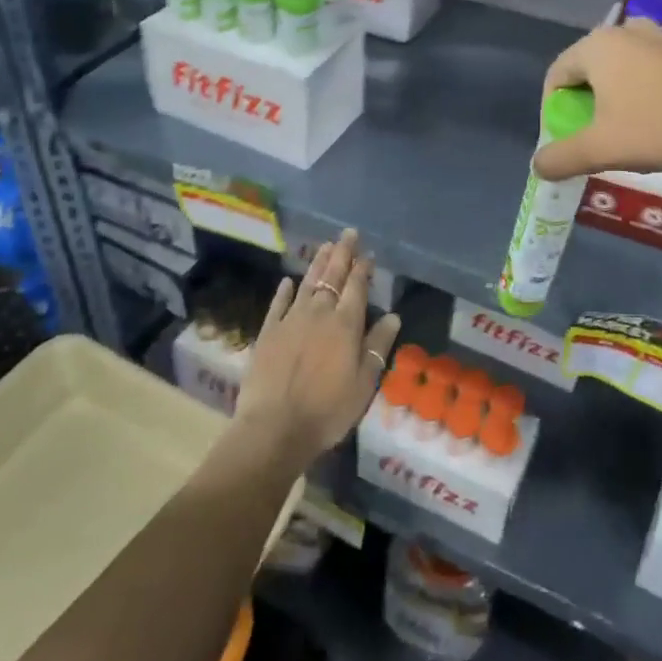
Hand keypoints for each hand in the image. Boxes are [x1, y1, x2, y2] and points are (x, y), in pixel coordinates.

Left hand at [233, 230, 400, 471]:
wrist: (275, 427)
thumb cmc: (327, 410)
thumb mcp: (363, 383)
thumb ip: (377, 346)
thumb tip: (393, 316)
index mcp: (345, 325)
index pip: (356, 288)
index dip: (363, 268)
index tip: (368, 253)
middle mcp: (318, 313)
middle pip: (332, 277)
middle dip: (342, 254)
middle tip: (348, 233)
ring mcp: (290, 320)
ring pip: (307, 284)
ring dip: (318, 264)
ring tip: (326, 246)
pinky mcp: (268, 332)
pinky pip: (278, 304)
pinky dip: (284, 291)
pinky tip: (288, 281)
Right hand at [533, 22, 661, 228]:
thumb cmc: (658, 130)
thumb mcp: (600, 150)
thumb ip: (560, 157)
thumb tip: (538, 166)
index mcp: (597, 46)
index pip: (556, 74)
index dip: (552, 109)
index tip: (563, 140)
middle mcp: (627, 30)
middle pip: (588, 69)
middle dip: (583, 103)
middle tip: (591, 136)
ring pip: (621, 69)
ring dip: (613, 98)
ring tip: (624, 131)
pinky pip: (650, 71)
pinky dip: (642, 93)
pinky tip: (659, 123)